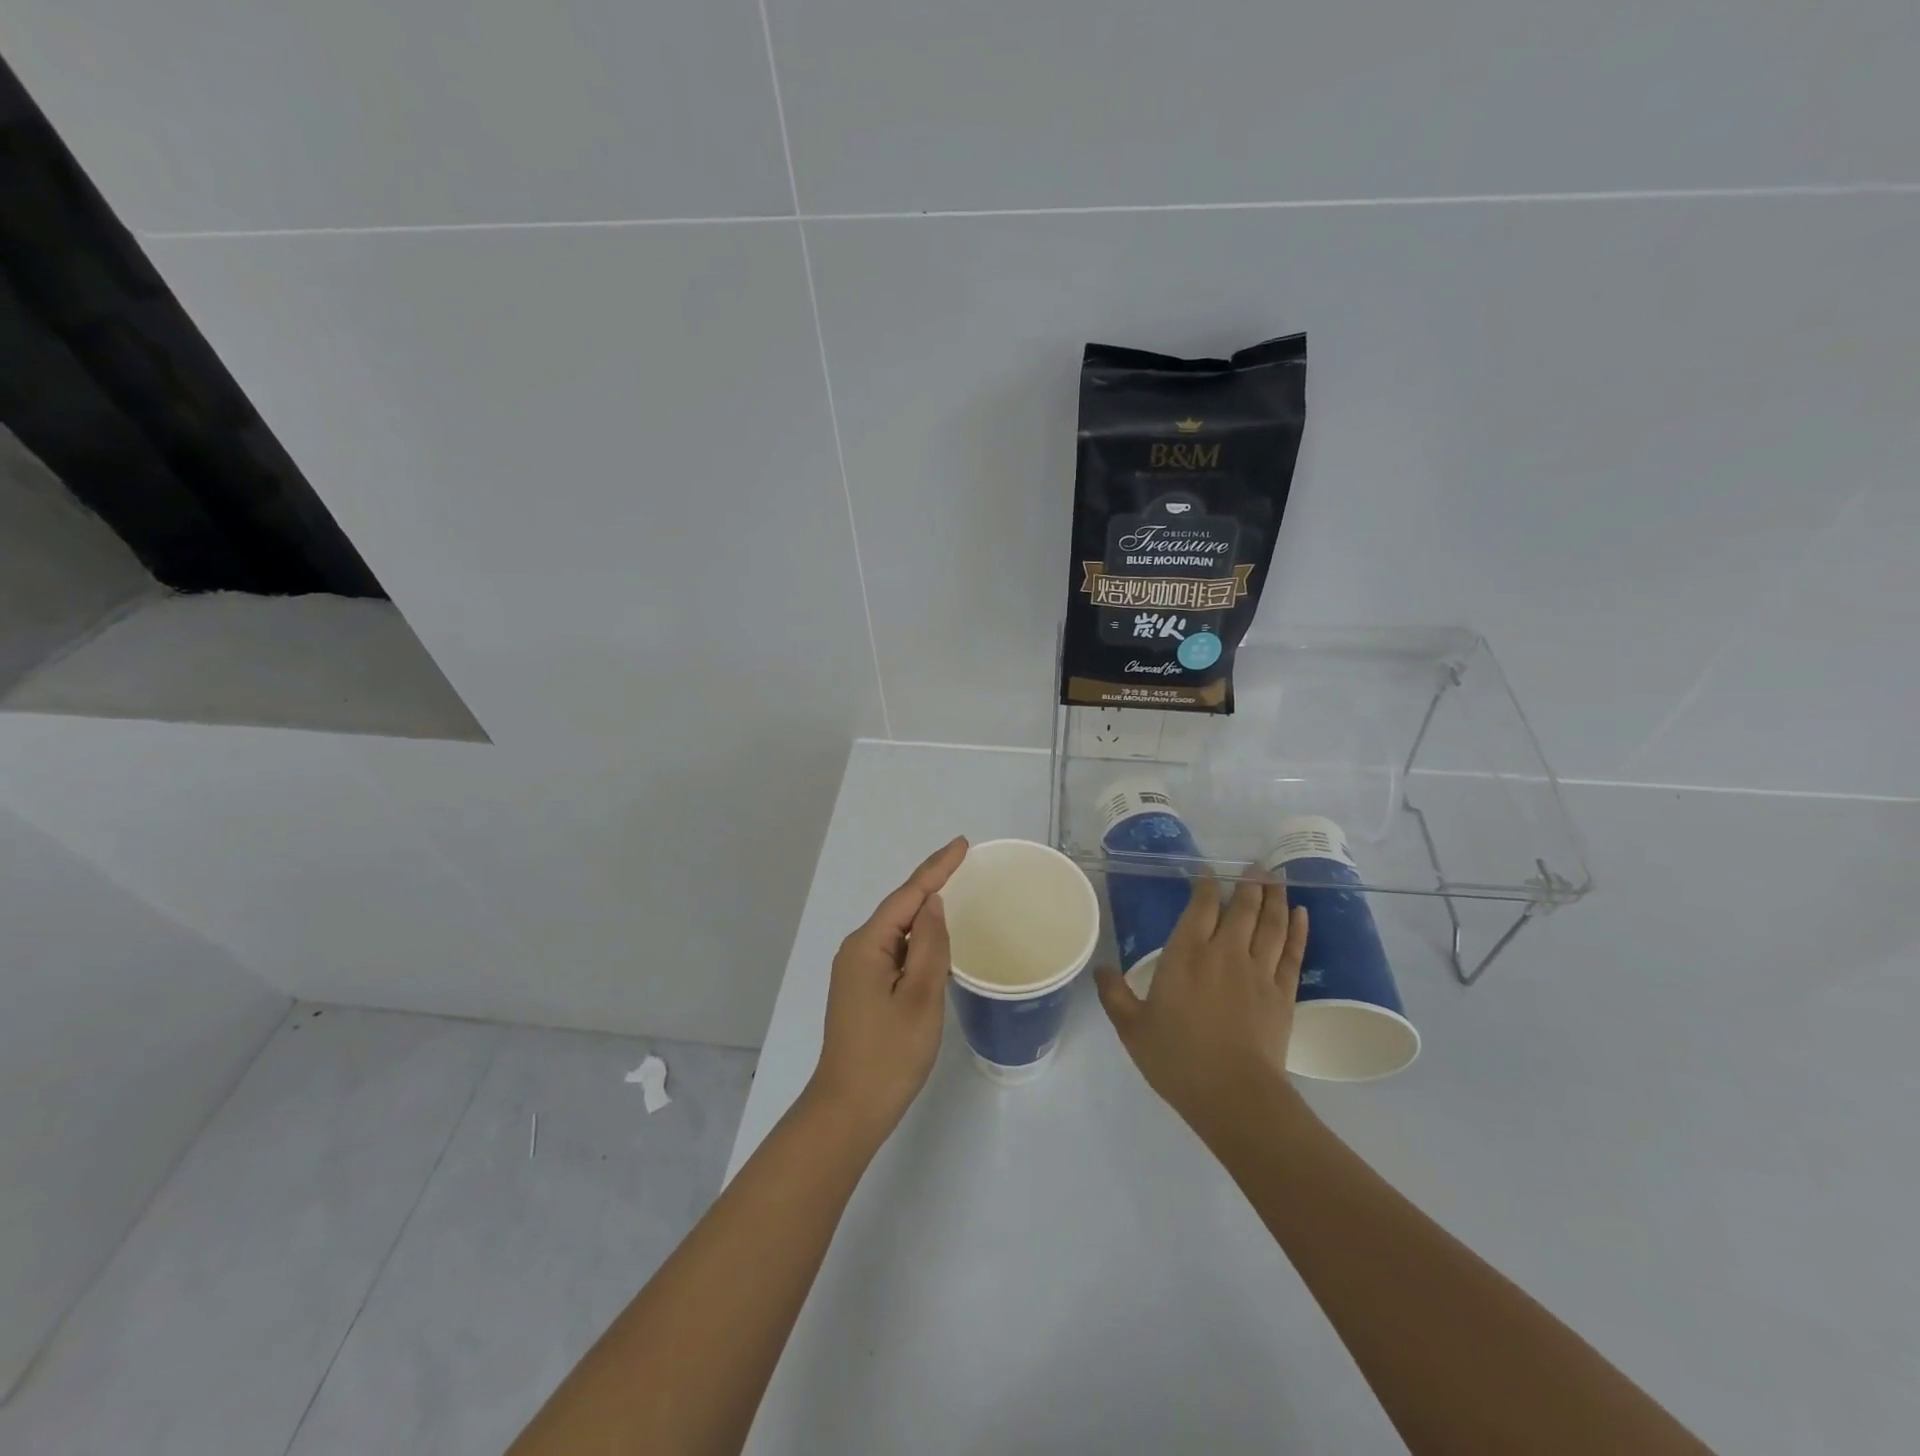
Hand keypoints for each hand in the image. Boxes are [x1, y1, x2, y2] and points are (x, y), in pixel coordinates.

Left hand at [808, 837, 967, 1135]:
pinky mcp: (861, 990)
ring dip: (925, 915)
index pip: (908, 895)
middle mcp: (857, 950)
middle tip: (964, 863)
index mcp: (868, 946)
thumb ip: (931, 945)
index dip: (937, 868)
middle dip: (931, 884)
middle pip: (900, 908)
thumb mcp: (921, 997)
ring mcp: (856, 971)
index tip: (963, 844)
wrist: (848, 1110)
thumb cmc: (889, 1055)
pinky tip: (935, 944)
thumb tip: (933, 904)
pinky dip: (918, 942)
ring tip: (956, 894)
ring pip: (898, 932)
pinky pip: (895, 953)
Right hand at [1094, 872, 1308, 1127]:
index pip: (1201, 907)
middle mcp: (1225, 953)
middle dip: (1248, 883)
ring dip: (1275, 897)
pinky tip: (1301, 914)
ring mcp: (1258, 971)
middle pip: (1242, 907)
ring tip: (1278, 878)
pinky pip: (1292, 951)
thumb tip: (1100, 968)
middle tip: (1255, 866)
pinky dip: (1298, 929)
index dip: (1206, 885)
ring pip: (1271, 923)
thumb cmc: (1177, 1059)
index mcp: (1186, 955)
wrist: (1234, 1095)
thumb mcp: (1132, 1028)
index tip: (1209, 872)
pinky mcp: (1283, 993)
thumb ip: (1115, 994)